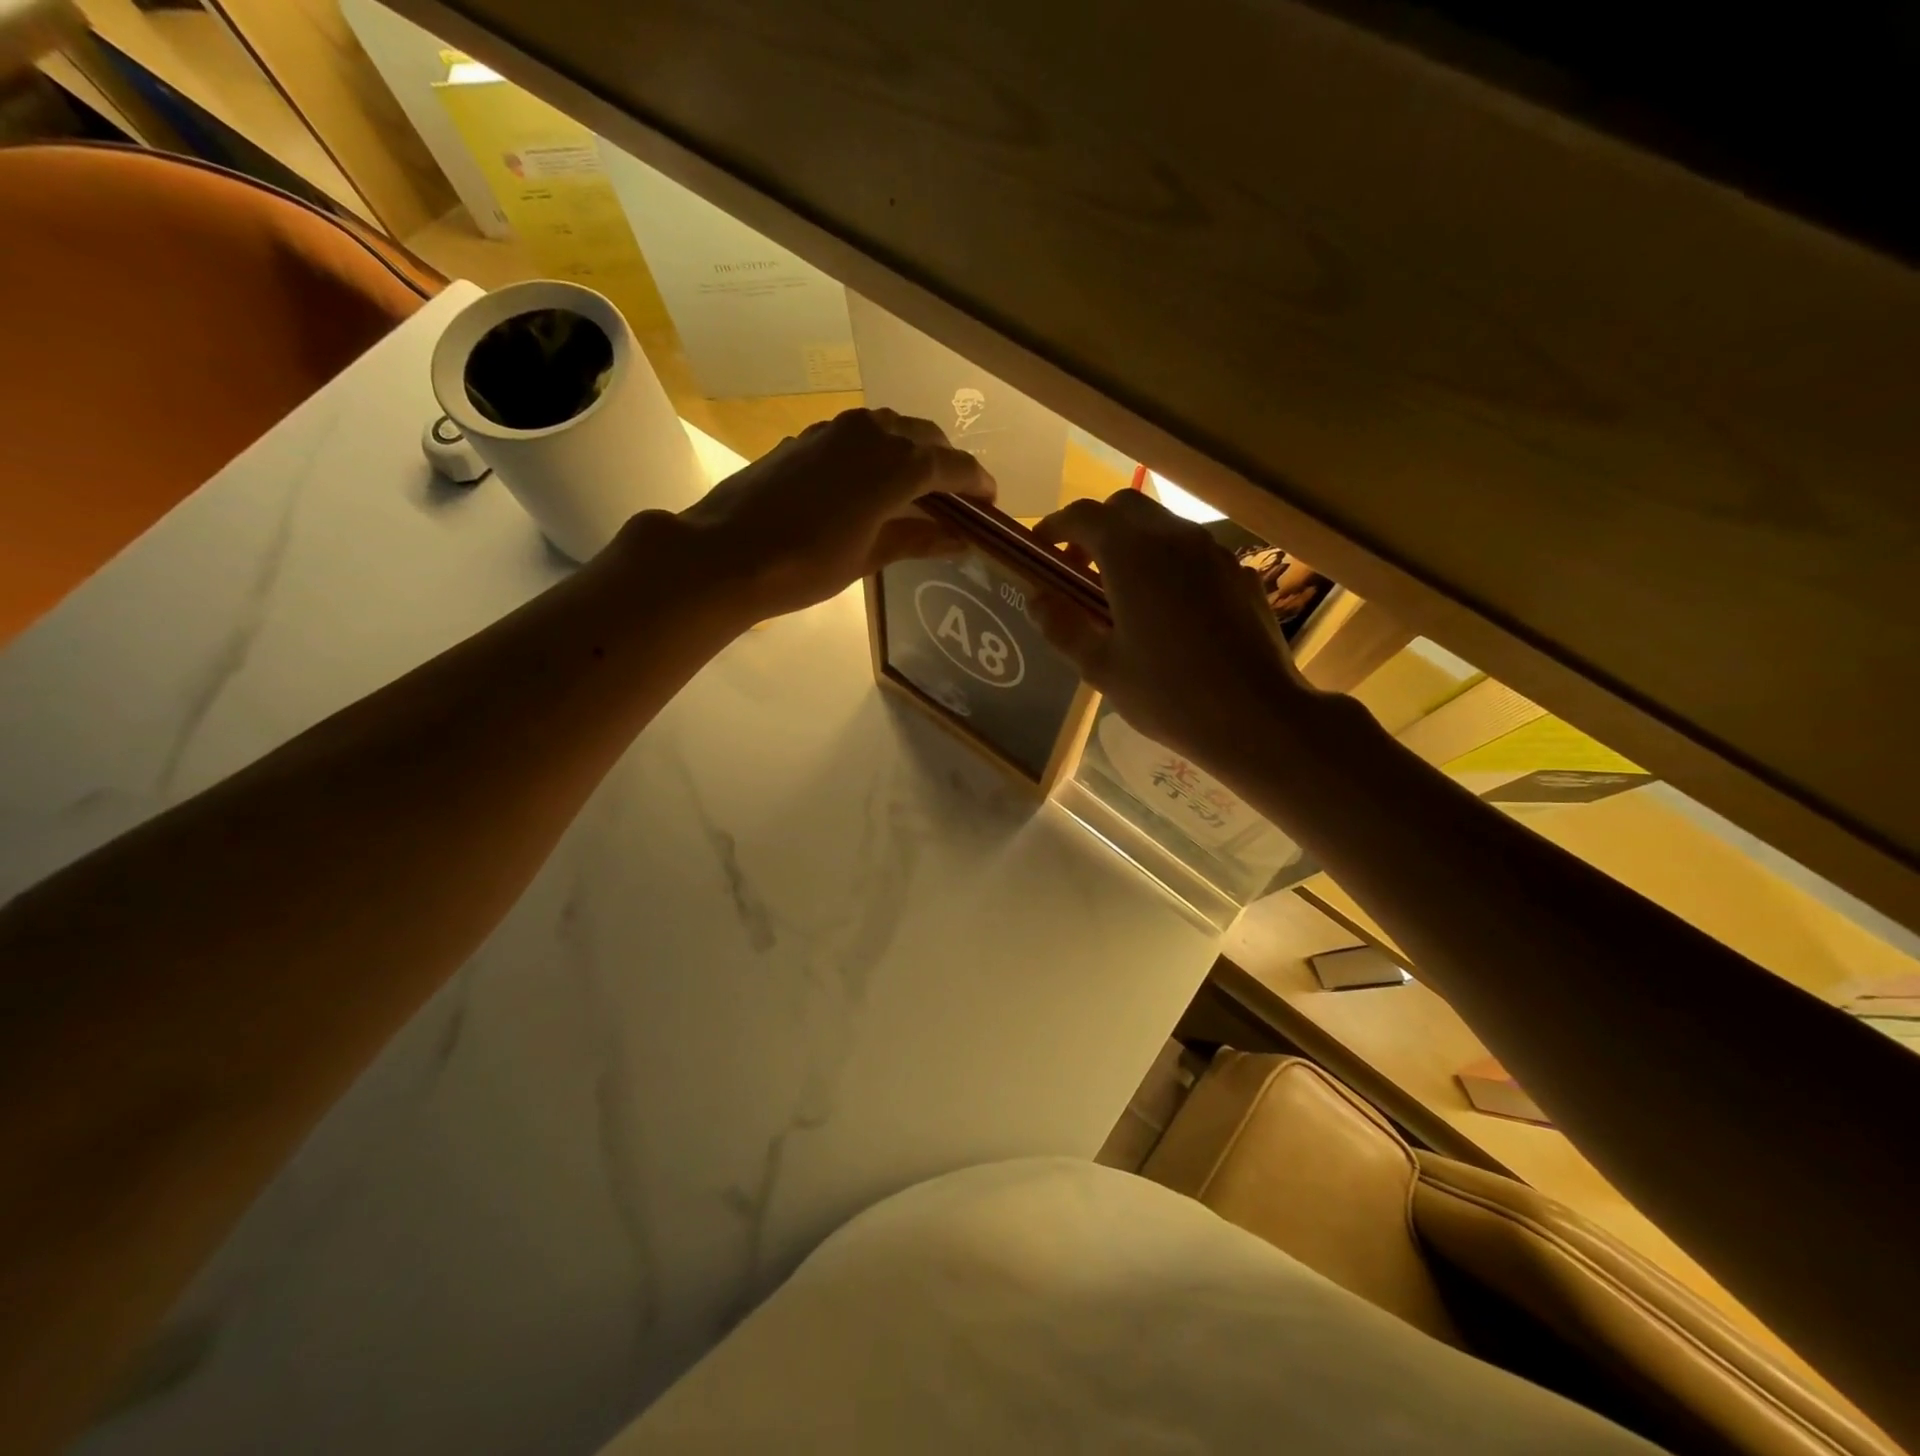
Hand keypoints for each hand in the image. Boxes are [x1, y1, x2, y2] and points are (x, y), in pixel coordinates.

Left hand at [675, 407, 993, 617]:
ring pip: (891, 428)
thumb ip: (918, 539)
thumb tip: (958, 539)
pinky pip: (859, 435)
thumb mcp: (869, 557)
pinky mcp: (808, 436)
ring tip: (917, 489)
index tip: (990, 504)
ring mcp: (836, 430)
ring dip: (912, 451)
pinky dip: (878, 451)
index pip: (954, 465)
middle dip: (948, 464)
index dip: (978, 483)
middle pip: (926, 438)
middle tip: (956, 499)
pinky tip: (871, 483)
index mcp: (897, 464)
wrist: (727, 552)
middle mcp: (872, 433)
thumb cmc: (805, 564)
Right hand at [1033, 491, 1323, 766]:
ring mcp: (1214, 553)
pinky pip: (1194, 554)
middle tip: (1079, 570)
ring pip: (1163, 526)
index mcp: (1132, 555)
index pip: (1083, 515)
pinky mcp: (1240, 574)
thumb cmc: (1168, 695)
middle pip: (1125, 508)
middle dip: (1095, 529)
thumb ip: (1062, 626)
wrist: (1257, 717)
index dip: (1055, 527)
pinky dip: (1168, 564)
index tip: (1040, 549)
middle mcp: (1175, 538)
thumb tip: (1036, 598)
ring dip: (1133, 545)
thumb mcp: (1101, 667)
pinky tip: (1169, 611)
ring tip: (1121, 593)